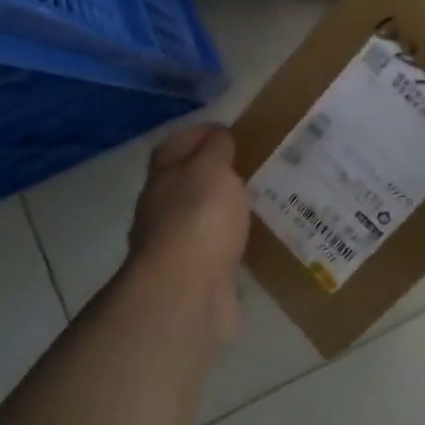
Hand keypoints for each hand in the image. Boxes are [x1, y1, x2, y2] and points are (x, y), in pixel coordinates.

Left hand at [127, 124, 249, 343]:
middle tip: (254, 166)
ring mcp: (177, 245)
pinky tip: (256, 240)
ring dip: (225, 210)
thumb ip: (215, 149)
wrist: (186, 293)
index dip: (200, 133)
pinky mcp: (196, 276)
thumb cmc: (198, 218)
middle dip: (215, 173)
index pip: (176, 145)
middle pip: (187, 182)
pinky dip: (232, 243)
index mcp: (163, 177)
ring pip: (203, 217)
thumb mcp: (211, 168)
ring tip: (261, 202)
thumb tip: (218, 136)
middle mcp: (162, 209)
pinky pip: (217, 249)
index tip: (232, 131)